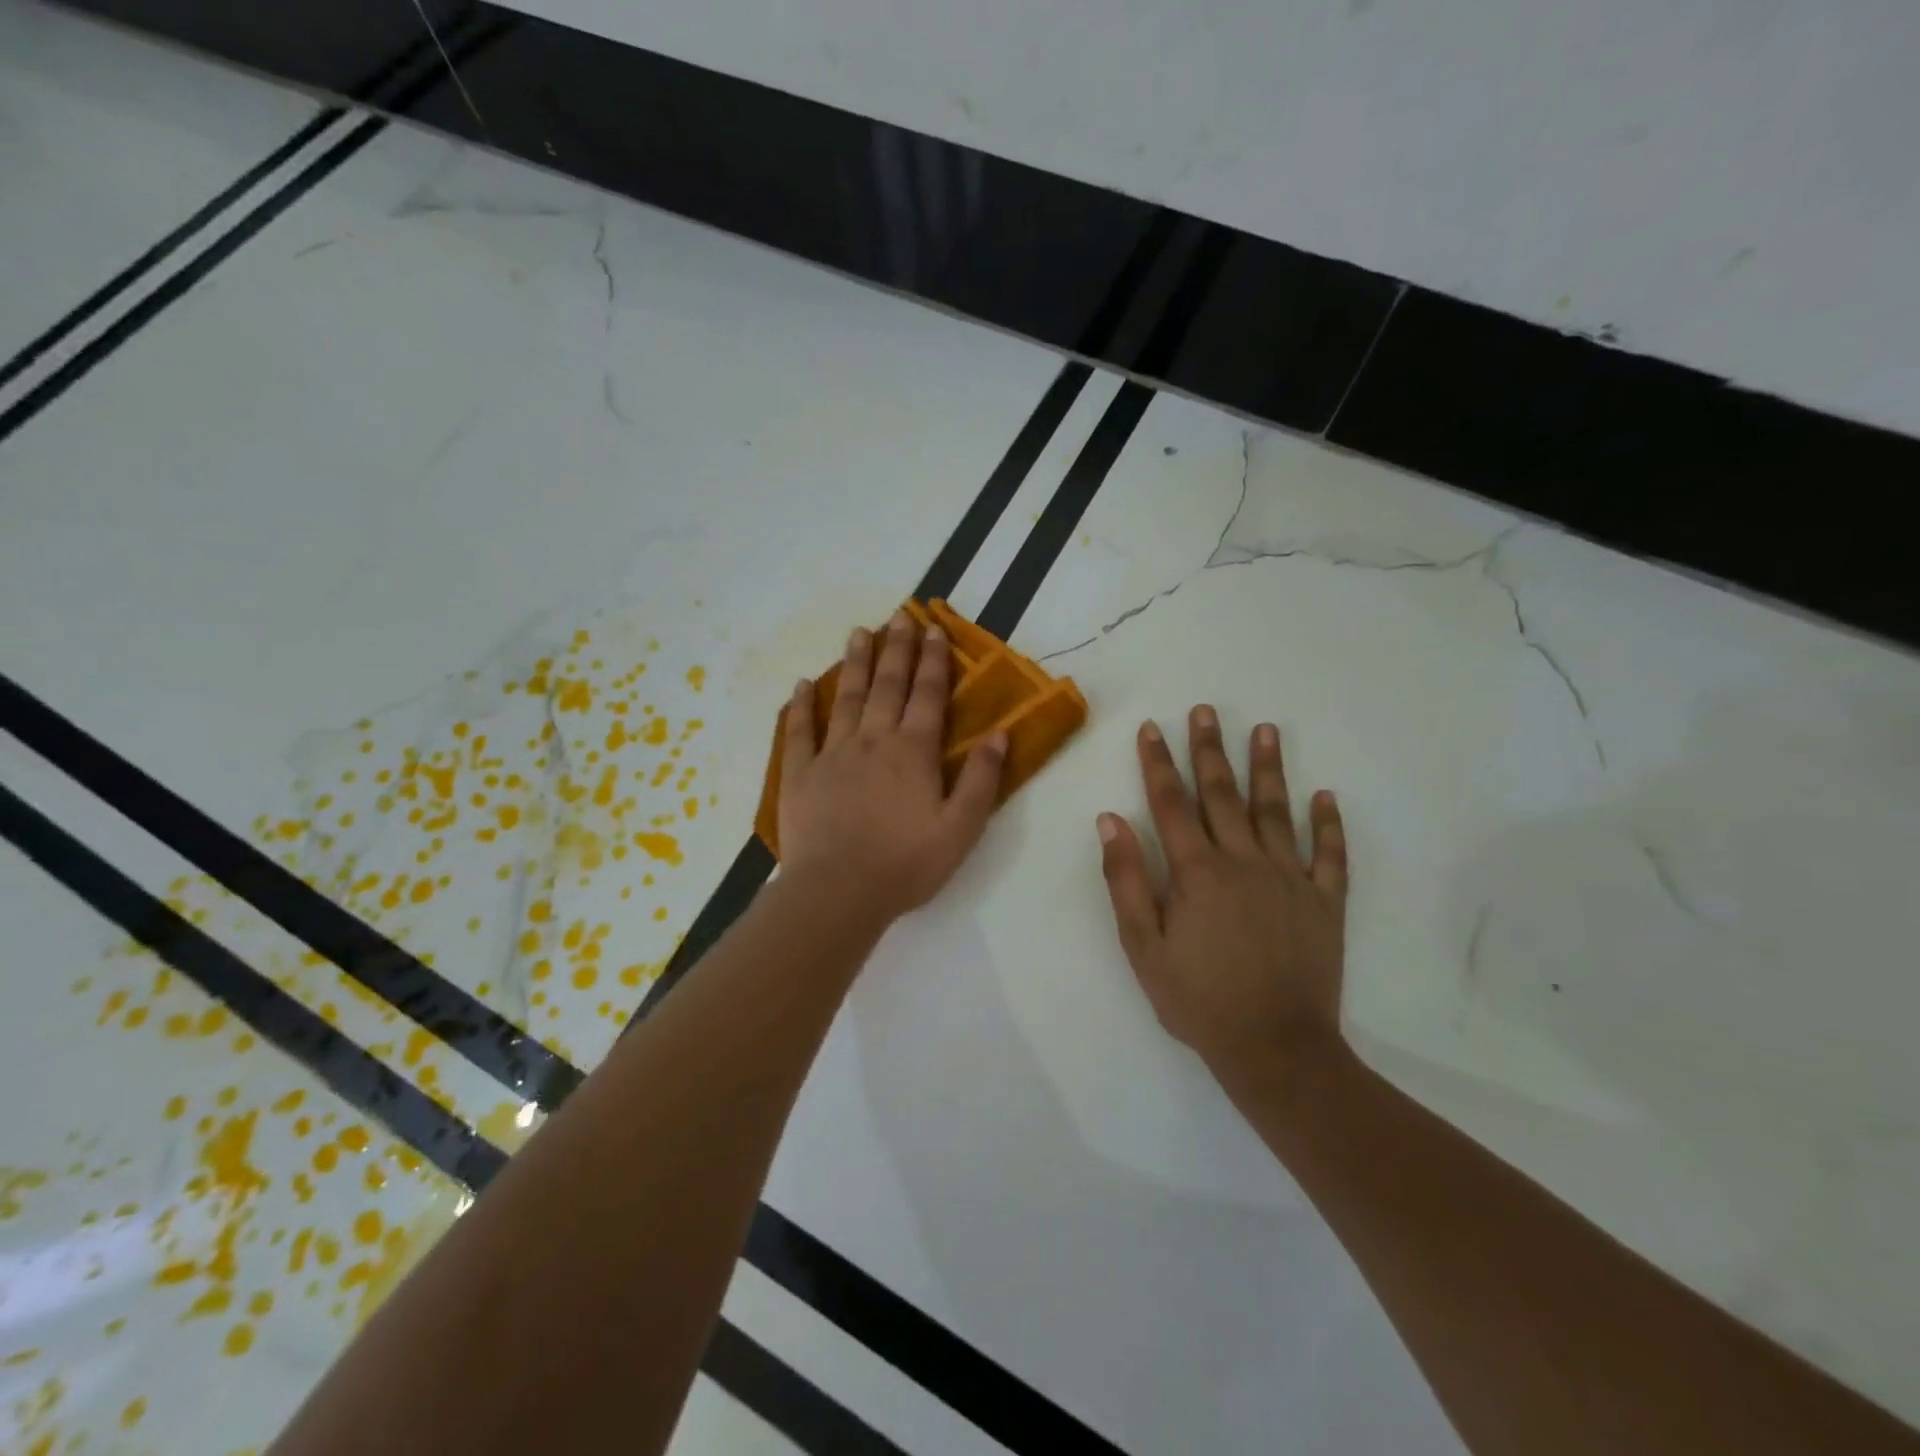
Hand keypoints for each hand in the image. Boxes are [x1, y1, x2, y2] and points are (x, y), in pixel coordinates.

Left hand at [778, 611, 1005, 925]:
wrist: (839, 891)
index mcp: (913, 751)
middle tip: (899, 616)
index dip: (933, 661)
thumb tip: (998, 734)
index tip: (933, 629)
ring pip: (846, 697)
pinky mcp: (800, 773)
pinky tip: (802, 684)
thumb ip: (982, 779)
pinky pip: (799, 730)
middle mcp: (873, 740)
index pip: (928, 695)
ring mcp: (832, 753)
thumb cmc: (906, 863)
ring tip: (858, 632)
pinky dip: (800, 705)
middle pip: (887, 685)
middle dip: (896, 649)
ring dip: (854, 663)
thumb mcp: (961, 828)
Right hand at [1097, 705, 1348, 1085]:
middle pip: (1223, 795)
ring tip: (1265, 730)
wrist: (1277, 1050)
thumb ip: (1127, 880)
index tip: (1152, 728)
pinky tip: (1325, 796)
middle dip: (1210, 750)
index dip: (1159, 763)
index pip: (1172, 803)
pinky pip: (1329, 855)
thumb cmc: (1198, 1000)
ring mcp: (1290, 879)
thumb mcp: (1144, 947)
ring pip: (1276, 811)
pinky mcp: (1325, 902)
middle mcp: (1245, 862)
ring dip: (1269, 768)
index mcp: (1198, 872)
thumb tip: (1111, 821)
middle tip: (1206, 710)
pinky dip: (1328, 824)